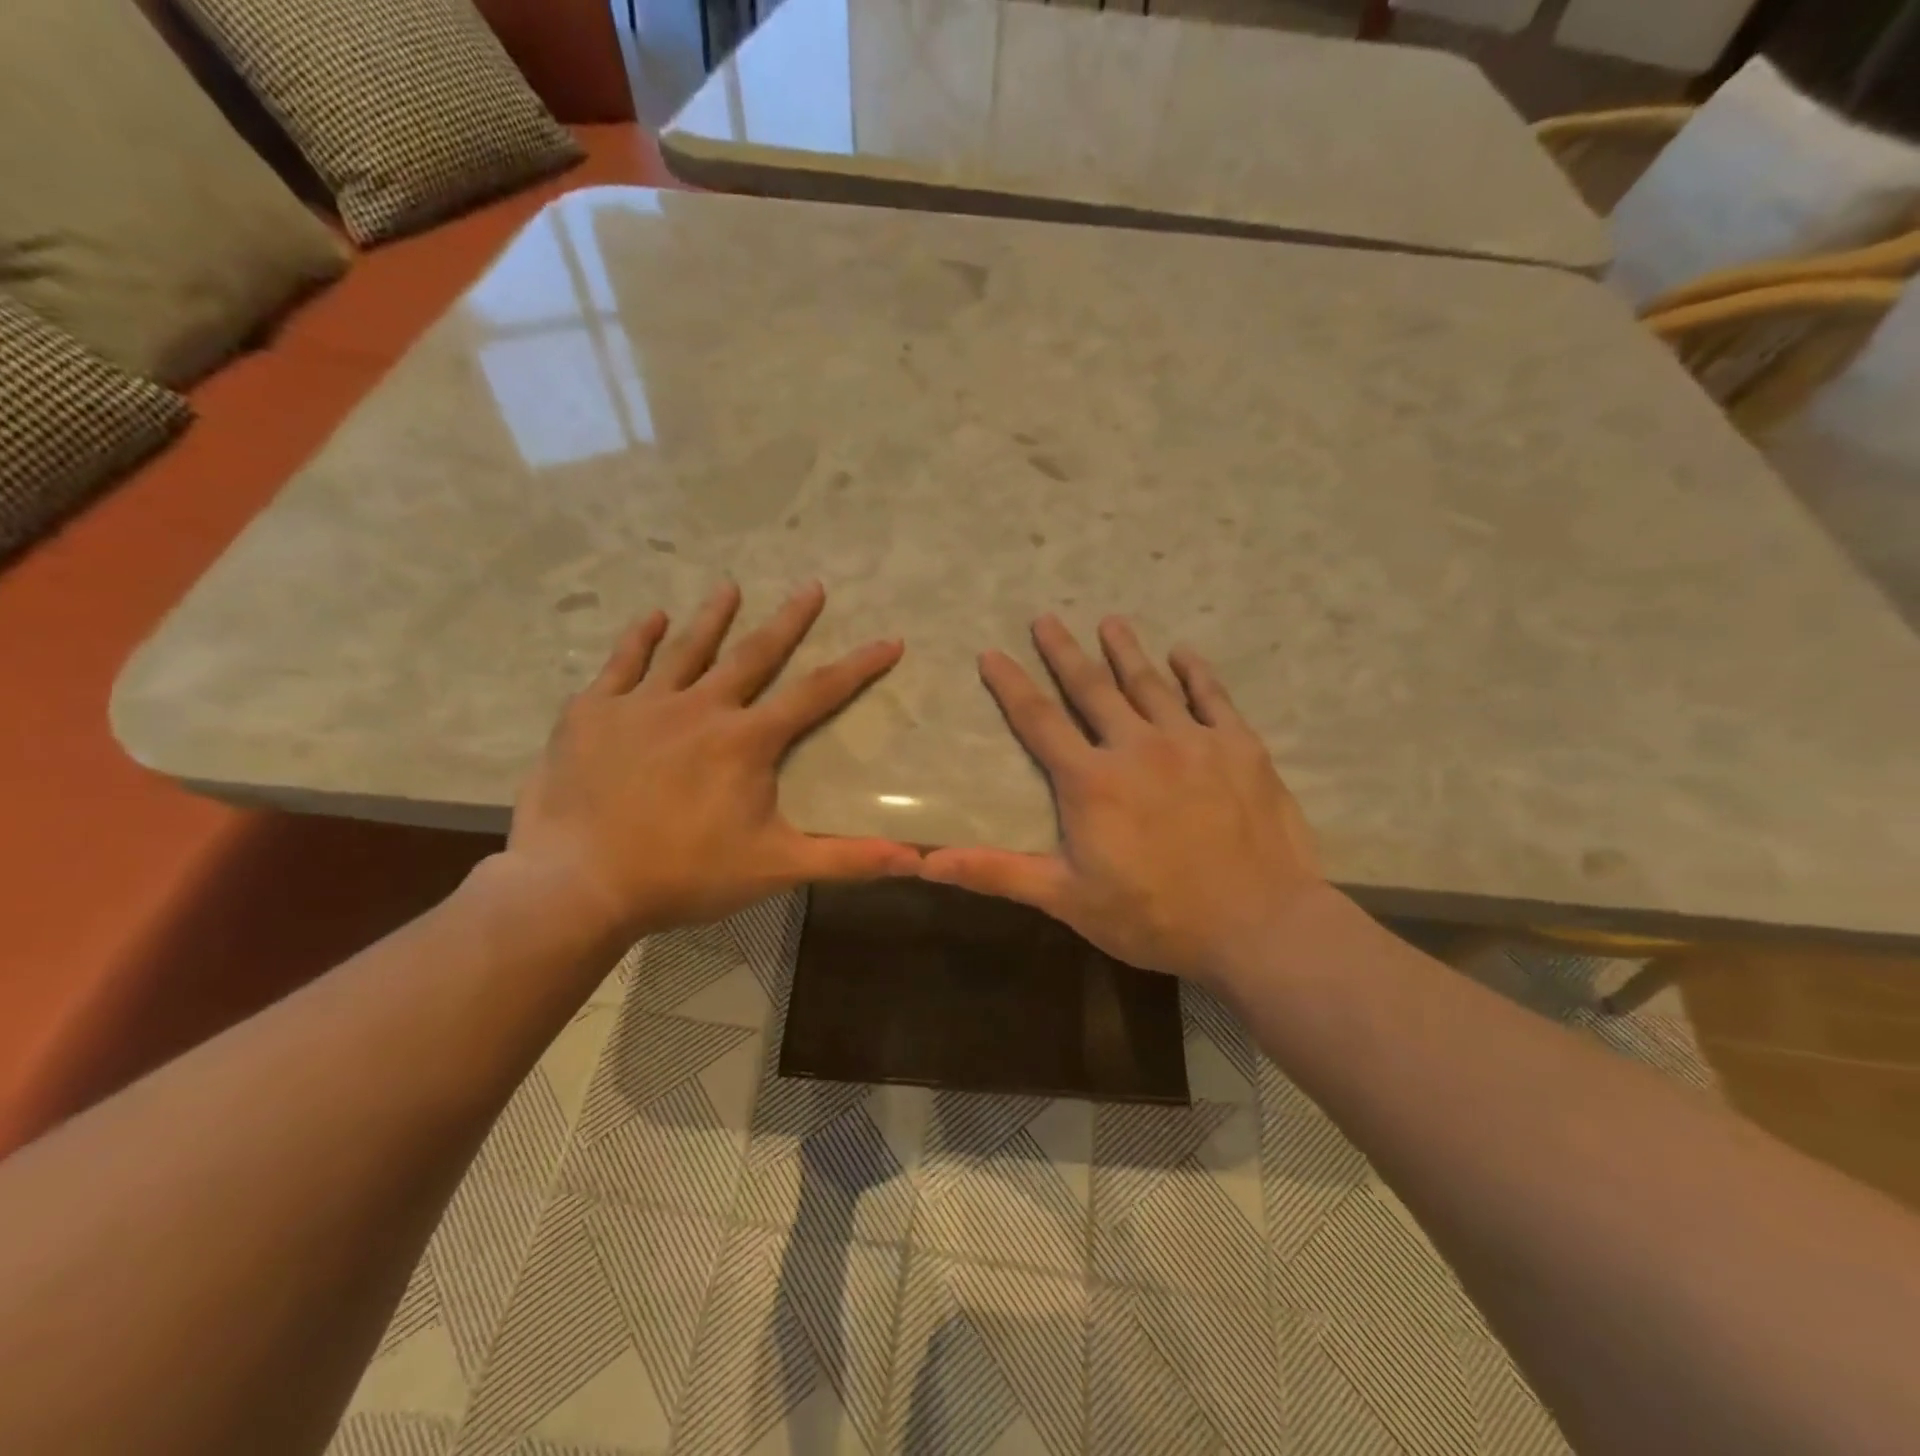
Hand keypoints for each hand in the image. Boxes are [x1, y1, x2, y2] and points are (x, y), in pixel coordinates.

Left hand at [505, 581, 920, 942]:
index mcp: (747, 740)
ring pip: (687, 648)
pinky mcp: (593, 713)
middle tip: (811, 586)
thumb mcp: (776, 868)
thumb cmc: (684, 875)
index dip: (859, 666)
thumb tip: (917, 861)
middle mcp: (701, 707)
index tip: (889, 641)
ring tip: (730, 585)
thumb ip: (847, 859)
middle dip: (789, 619)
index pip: (818, 693)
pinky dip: (639, 639)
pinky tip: (653, 618)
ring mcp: (643, 705)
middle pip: (755, 653)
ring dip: (714, 615)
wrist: (577, 884)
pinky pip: (621, 664)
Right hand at [921, 615, 1326, 990]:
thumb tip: (926, 863)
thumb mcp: (1067, 899)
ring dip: (1126, 650)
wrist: (1259, 926)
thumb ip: (999, 872)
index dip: (1011, 685)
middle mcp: (1137, 746)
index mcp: (1091, 780)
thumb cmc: (1155, 917)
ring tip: (1110, 621)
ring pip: (1150, 683)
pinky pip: (1213, 698)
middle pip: (1092, 687)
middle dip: (1065, 651)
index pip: (1039, 721)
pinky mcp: (1240, 748)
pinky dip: (1196, 673)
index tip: (992, 652)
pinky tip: (1183, 652)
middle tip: (1047, 618)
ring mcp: (1192, 741)